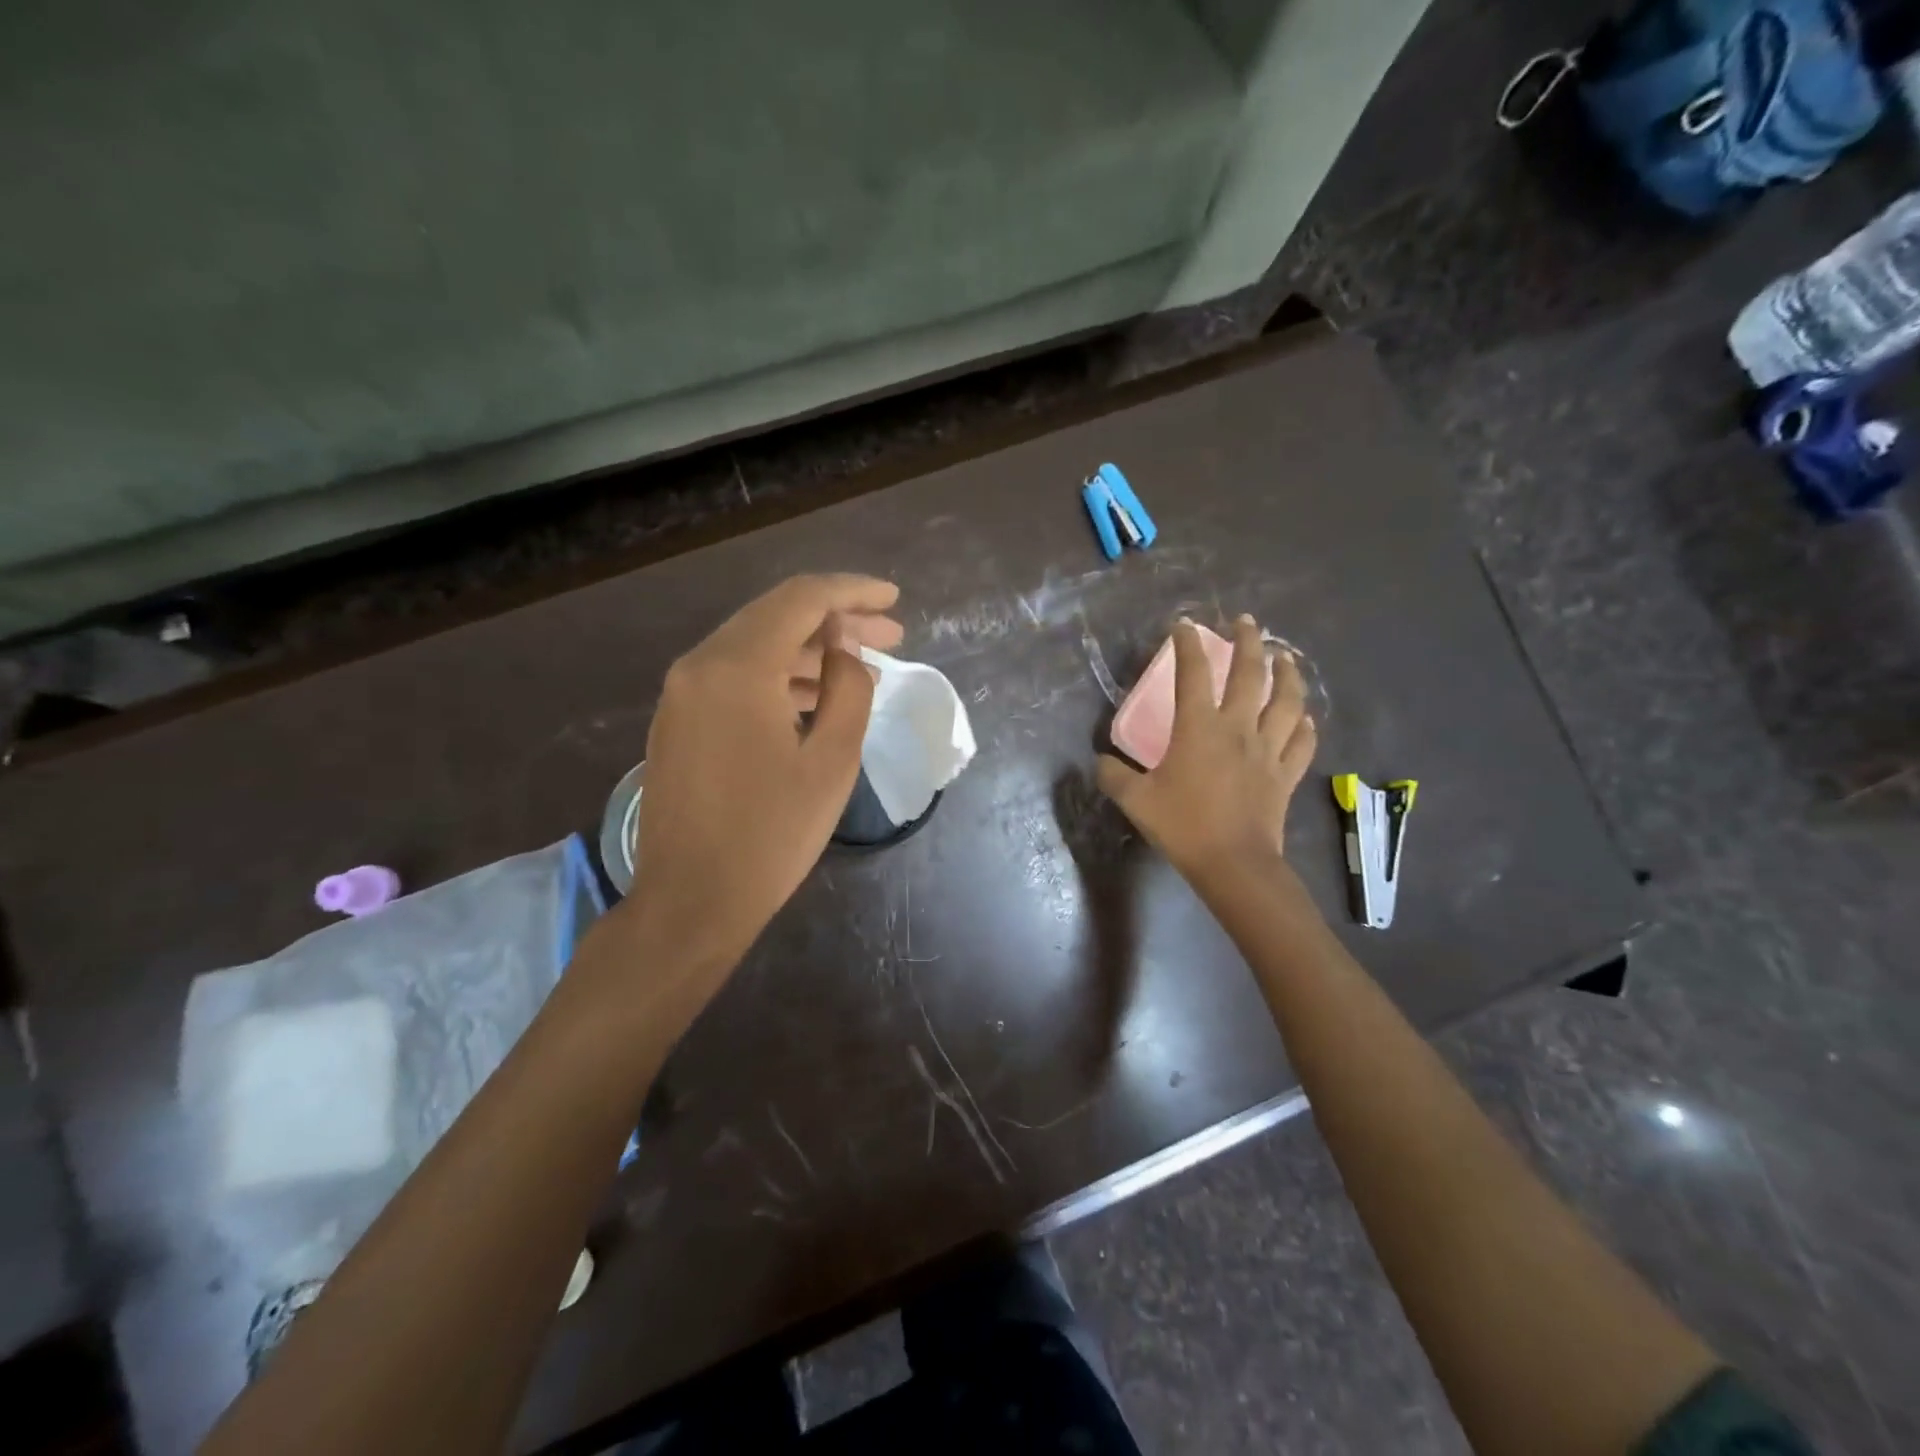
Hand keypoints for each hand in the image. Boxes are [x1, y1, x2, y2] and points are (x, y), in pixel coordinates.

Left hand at [626, 574, 902, 978]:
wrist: (691, 901)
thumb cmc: (771, 836)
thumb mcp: (832, 761)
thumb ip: (848, 689)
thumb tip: (845, 651)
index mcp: (737, 667)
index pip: (802, 599)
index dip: (853, 592)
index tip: (894, 599)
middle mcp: (699, 665)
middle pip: (776, 616)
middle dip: (836, 619)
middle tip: (890, 634)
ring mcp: (681, 692)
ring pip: (754, 645)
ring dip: (809, 649)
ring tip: (862, 665)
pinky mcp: (678, 719)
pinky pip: (734, 676)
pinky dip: (778, 674)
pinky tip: (815, 695)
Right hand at [1097, 615, 1316, 880]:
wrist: (1233, 863)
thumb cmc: (1183, 826)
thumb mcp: (1135, 800)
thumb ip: (1113, 776)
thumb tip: (1100, 761)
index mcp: (1199, 728)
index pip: (1194, 673)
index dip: (1188, 645)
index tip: (1184, 625)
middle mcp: (1238, 728)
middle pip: (1250, 674)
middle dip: (1248, 642)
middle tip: (1246, 622)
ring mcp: (1268, 750)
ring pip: (1287, 702)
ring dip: (1287, 675)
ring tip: (1285, 658)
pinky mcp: (1285, 774)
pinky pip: (1302, 742)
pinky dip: (1305, 726)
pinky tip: (1305, 717)